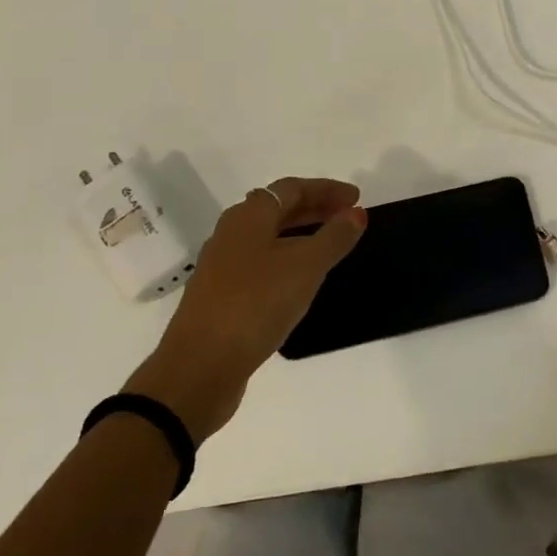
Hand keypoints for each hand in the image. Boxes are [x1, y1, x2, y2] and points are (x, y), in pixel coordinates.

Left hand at [123, 177, 364, 442]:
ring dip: (301, 235)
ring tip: (330, 246)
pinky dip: (287, 260)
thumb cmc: (256, 303)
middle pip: (278, 209)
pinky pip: (261, 264)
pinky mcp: (221, 296)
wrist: (200, 367)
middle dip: (315, 209)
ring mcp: (222, 266)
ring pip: (268, 238)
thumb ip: (334, 237)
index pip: (292, 188)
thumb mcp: (306, 266)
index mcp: (248, 216)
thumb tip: (356, 213)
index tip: (357, 198)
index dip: (326, 189)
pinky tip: (301, 280)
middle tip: (348, 218)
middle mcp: (231, 234)